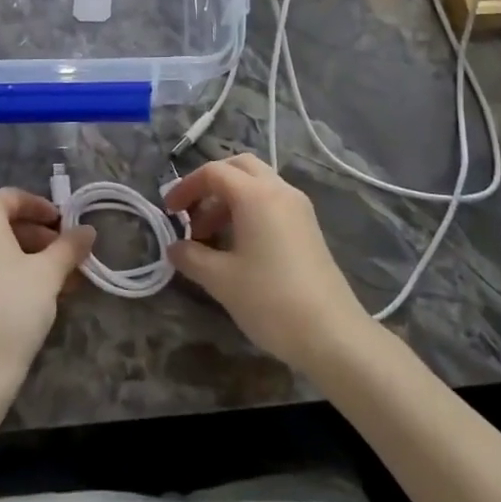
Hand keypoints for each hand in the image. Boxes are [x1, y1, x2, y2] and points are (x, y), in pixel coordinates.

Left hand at [0, 188, 95, 392]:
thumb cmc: (11, 309)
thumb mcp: (48, 274)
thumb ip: (69, 247)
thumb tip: (87, 230)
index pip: (12, 198)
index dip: (42, 208)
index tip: (65, 225)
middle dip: (36, 237)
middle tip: (64, 256)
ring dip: (21, 257)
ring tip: (53, 281)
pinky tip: (26, 295)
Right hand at [165, 155, 373, 373]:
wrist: (332, 334)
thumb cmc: (270, 300)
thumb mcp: (221, 280)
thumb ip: (192, 257)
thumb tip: (175, 247)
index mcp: (256, 195)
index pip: (214, 172)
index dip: (186, 187)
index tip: (169, 212)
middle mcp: (279, 190)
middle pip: (239, 167)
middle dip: (210, 184)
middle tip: (192, 214)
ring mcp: (298, 208)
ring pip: (257, 184)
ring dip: (229, 200)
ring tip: (210, 237)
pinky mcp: (308, 227)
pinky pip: (272, 202)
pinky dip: (249, 211)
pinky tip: (238, 246)